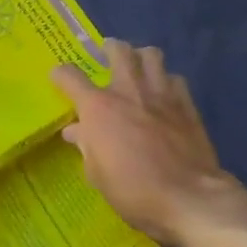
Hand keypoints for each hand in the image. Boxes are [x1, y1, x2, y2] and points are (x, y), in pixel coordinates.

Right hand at [51, 40, 237, 246]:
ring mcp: (162, 94)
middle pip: (119, 51)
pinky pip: (175, 78)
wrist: (187, 197)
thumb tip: (76, 131)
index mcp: (98, 108)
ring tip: (138, 66)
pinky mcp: (187, 104)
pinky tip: (164, 93)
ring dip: (141, 57)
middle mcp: (128, 91)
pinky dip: (166, 81)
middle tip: (106, 53)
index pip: (70, 77)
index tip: (58, 79)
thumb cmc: (132, 191)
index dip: (60, 75)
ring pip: (152, 55)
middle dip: (109, 49)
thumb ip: (86, 146)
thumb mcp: (97, 174)